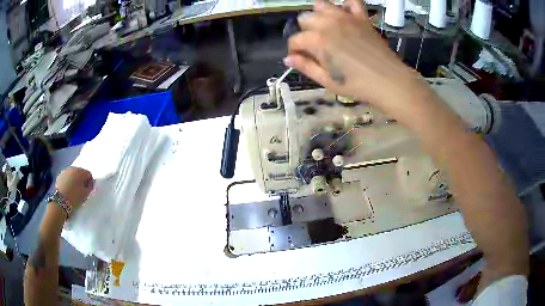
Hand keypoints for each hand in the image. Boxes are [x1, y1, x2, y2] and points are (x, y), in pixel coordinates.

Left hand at [55, 167, 93, 208]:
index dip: (90, 182)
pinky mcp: (60, 175)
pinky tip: (68, 189)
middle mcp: (73, 168)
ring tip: (74, 190)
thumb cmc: (75, 198)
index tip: (88, 190)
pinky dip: (68, 181)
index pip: (89, 174)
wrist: (60, 202)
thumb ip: (90, 187)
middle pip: (80, 172)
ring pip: (73, 174)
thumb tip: (91, 184)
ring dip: (75, 180)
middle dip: (81, 180)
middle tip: (81, 190)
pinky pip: (67, 176)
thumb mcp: (85, 194)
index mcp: (81, 171)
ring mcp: (65, 171)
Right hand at [284, 0, 438, 128]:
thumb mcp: (327, 81)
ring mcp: (346, 17)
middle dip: (306, 32)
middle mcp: (328, 24)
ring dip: (320, 15)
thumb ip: (306, 67)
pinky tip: (346, 15)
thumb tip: (288, 59)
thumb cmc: (357, 85)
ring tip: (327, 28)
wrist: (389, 82)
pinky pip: (352, 1)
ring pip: (322, 5)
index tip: (300, 58)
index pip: (295, 40)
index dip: (294, 50)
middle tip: (316, 46)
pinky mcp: (361, 17)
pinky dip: (346, 6)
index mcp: (317, 41)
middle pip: (305, 19)